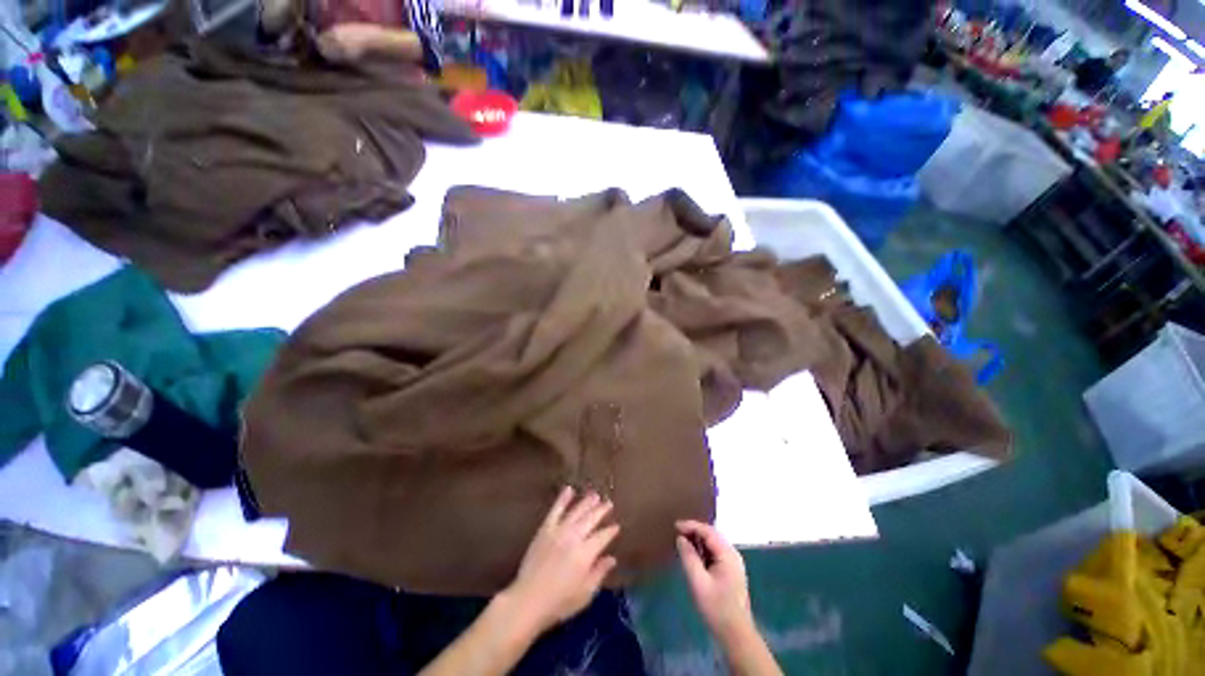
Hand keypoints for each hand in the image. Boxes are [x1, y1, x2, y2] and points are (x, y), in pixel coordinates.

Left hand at [503, 487, 619, 634]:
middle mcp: (574, 537)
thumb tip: (612, 558)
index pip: (603, 537)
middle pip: (591, 519)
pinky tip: (569, 489)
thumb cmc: (559, 602)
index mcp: (586, 553)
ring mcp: (559, 530)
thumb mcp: (585, 594)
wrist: (528, 600)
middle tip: (609, 503)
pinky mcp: (545, 529)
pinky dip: (563, 498)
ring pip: (576, 511)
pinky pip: (555, 510)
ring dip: (586, 501)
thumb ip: (599, 573)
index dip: (611, 531)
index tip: (616, 526)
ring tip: (595, 494)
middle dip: (601, 510)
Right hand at [676, 520, 754, 643]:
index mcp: (727, 554)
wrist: (736, 635)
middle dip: (694, 530)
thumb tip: (681, 538)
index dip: (691, 525)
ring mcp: (733, 563)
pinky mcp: (731, 571)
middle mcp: (733, 554)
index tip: (675, 526)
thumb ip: (689, 557)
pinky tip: (694, 554)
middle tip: (677, 532)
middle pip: (712, 534)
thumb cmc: (717, 608)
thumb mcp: (698, 582)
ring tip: (682, 540)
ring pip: (714, 543)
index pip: (708, 531)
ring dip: (699, 539)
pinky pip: (715, 552)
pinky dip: (704, 549)